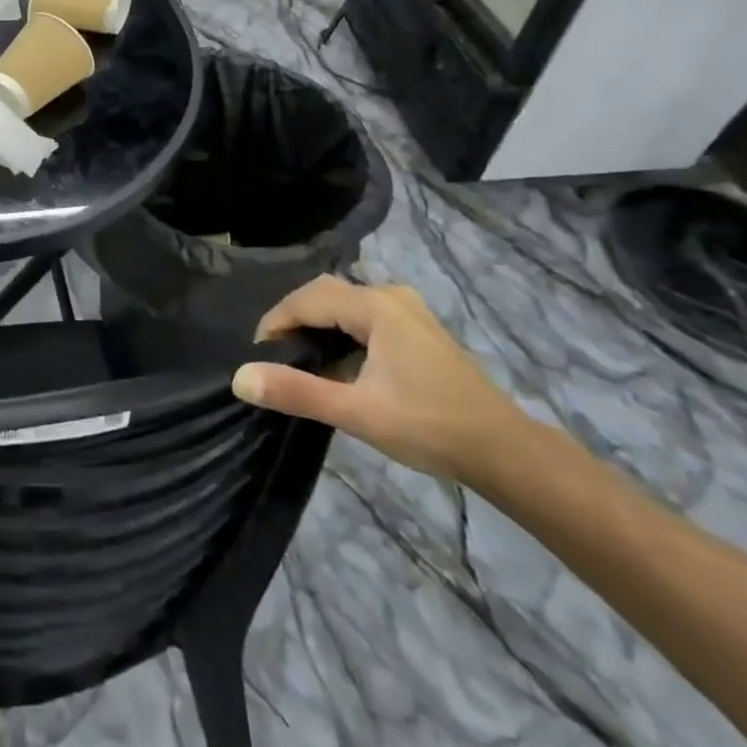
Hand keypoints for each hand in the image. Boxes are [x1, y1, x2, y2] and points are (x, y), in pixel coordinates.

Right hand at [232, 276, 526, 483]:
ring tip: (299, 360)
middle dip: (294, 319)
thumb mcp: (356, 412)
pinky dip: (341, 332)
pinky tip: (338, 363)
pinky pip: (365, 316)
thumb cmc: (429, 426)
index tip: (257, 355)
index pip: (306, 299)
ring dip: (318, 326)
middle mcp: (390, 296)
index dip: (275, 322)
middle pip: (325, 294)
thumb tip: (239, 378)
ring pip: (345, 304)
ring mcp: (408, 311)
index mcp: (375, 306)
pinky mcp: (418, 329)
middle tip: (274, 355)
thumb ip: (296, 391)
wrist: (507, 453)